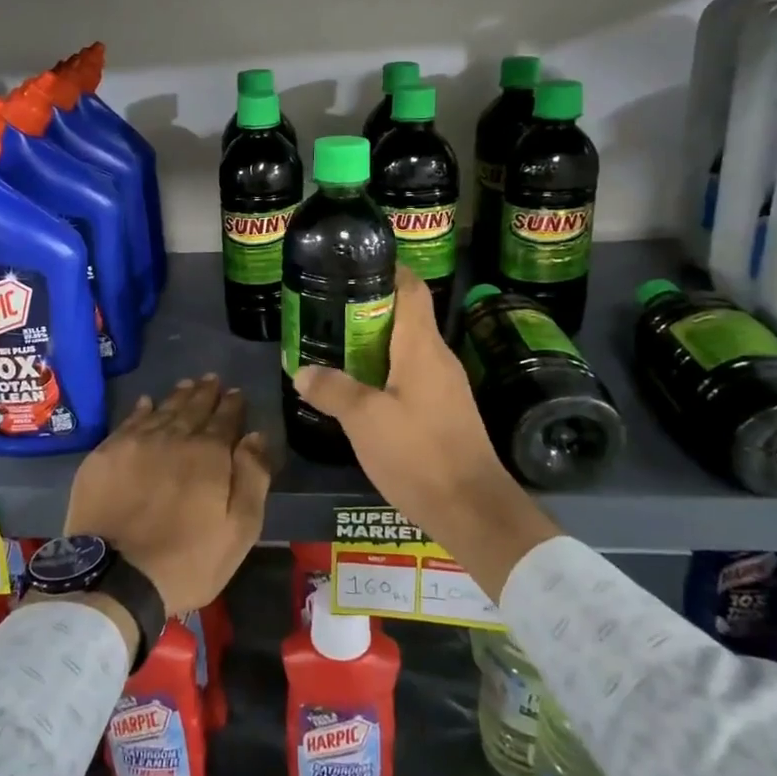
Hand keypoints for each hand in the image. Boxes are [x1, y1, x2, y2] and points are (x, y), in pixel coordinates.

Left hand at [64, 375, 270, 617]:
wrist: (115, 578)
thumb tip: (256, 436)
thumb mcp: (239, 529)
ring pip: (161, 410)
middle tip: (212, 380)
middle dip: (205, 393)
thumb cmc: (188, 560)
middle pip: (192, 408)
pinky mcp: (105, 456)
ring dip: (177, 396)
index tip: (236, 393)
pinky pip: (128, 422)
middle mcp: (172, 438)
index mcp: (208, 454)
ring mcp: (135, 444)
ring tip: (187, 385)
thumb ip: (252, 478)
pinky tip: (146, 403)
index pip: (225, 419)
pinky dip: (141, 410)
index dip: (232, 405)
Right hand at [293, 267, 557, 599]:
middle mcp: (437, 358)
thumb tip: (303, 371)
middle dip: (366, 309)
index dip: (385, 269)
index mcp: (422, 347)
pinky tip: (358, 390)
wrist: (473, 509)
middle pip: (404, 316)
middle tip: (326, 311)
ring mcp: (444, 386)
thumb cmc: (418, 454)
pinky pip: (410, 376)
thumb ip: (332, 390)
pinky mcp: (445, 411)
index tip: (351, 266)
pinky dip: (383, 372)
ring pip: (405, 349)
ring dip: (372, 344)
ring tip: (333, 347)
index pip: (410, 288)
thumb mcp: (364, 420)